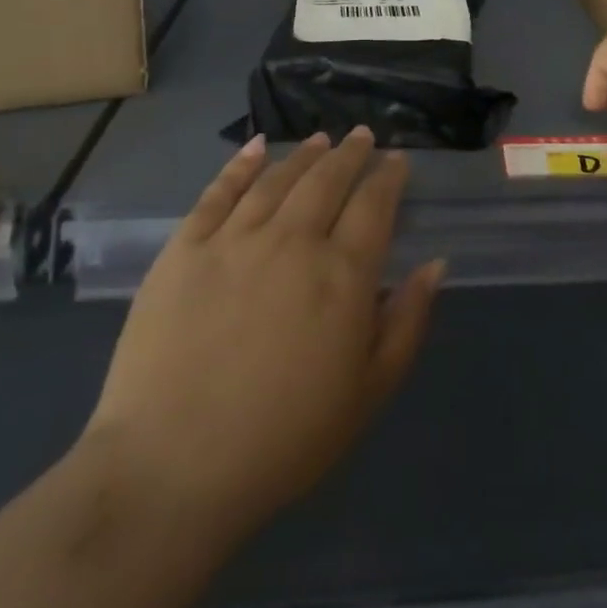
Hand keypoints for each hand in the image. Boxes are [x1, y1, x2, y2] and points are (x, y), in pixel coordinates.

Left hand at [82, 130, 443, 546]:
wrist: (171, 470)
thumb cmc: (284, 439)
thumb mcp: (368, 392)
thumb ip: (407, 321)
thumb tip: (435, 265)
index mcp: (342, 273)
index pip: (374, 205)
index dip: (388, 177)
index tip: (396, 161)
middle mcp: (293, 241)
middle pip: (328, 180)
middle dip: (350, 153)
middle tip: (362, 137)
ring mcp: (234, 240)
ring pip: (278, 178)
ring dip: (304, 154)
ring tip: (320, 139)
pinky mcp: (184, 250)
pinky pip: (218, 193)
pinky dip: (240, 165)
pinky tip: (255, 148)